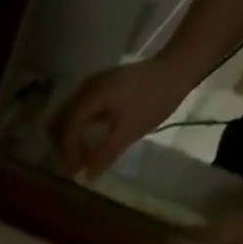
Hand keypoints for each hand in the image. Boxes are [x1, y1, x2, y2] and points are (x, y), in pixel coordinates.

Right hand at [51, 56, 198, 180]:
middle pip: (61, 123)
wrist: (180, 65)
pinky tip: (89, 139)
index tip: (75, 175)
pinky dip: (79, 127)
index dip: (69, 156)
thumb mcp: (130, 131)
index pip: (68, 131)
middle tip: (75, 166)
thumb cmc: (155, 98)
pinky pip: (79, 110)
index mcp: (91, 98)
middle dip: (65, 147)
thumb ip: (104, 155)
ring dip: (70, 137)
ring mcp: (93, 85)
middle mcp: (86, 89)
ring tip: (81, 156)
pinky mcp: (102, 85)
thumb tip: (86, 178)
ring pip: (68, 116)